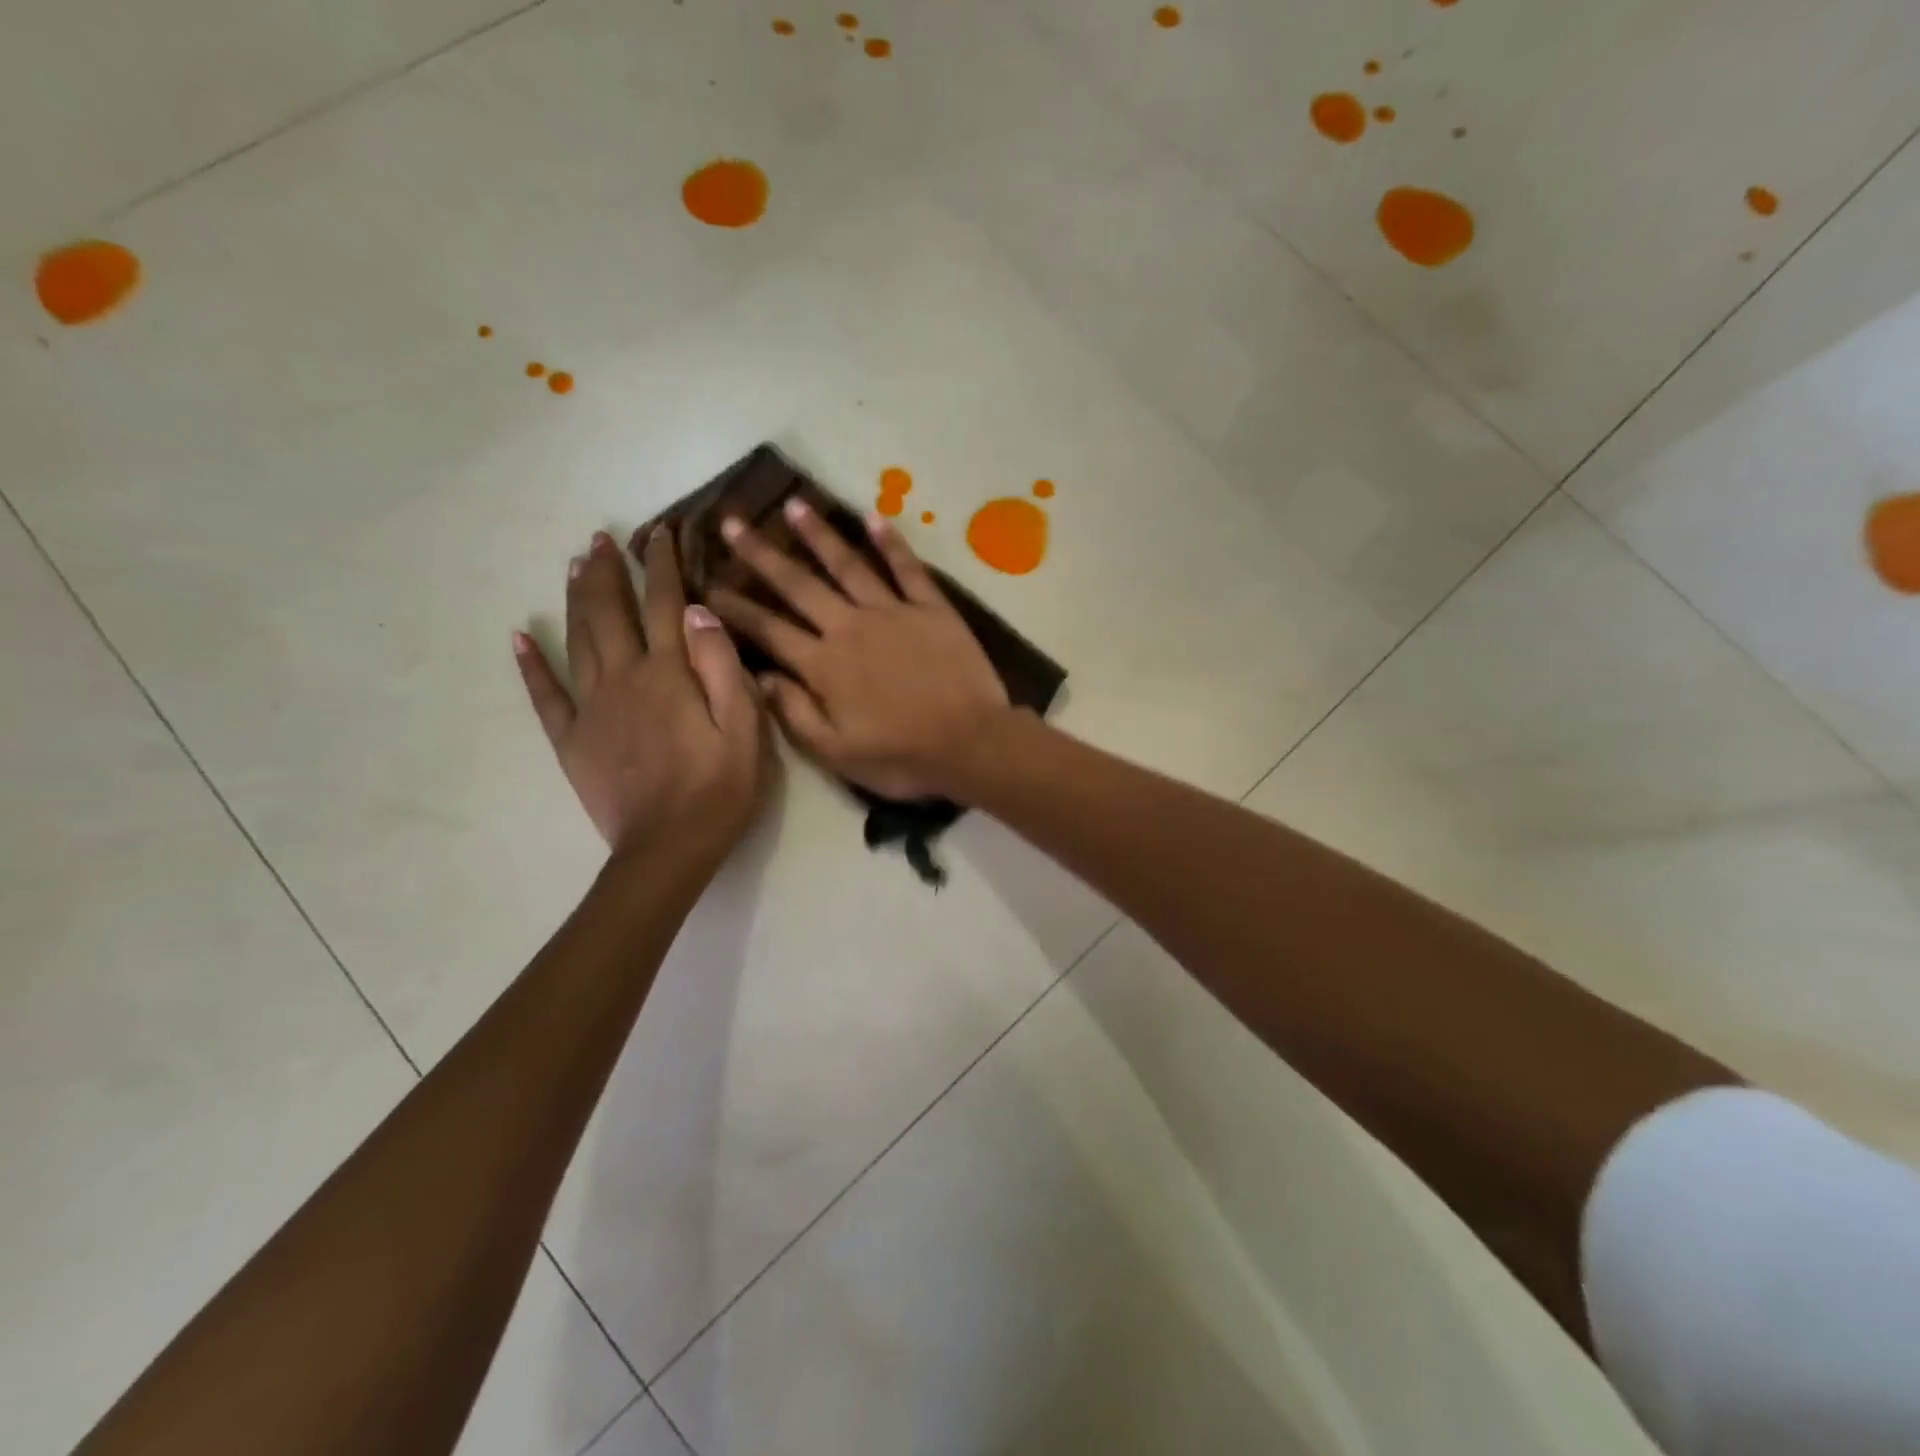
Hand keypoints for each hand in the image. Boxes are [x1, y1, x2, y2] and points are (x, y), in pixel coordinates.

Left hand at [514, 529, 769, 860]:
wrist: (668, 848)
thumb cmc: (719, 789)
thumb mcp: (745, 729)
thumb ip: (723, 667)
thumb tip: (699, 612)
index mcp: (669, 674)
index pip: (664, 604)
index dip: (662, 565)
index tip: (660, 532)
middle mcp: (624, 679)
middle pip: (611, 612)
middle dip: (609, 571)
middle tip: (602, 538)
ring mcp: (591, 708)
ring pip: (578, 639)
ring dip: (577, 598)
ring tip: (575, 566)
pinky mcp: (572, 739)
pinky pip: (545, 694)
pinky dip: (531, 664)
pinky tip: (520, 637)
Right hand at [706, 500, 1009, 800]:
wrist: (971, 743)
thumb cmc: (902, 757)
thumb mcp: (836, 752)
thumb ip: (794, 712)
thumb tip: (759, 676)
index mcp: (824, 664)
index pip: (768, 629)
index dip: (736, 608)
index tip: (708, 586)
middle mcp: (850, 627)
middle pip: (799, 585)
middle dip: (762, 554)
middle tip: (732, 523)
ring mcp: (893, 612)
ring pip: (847, 565)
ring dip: (818, 534)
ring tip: (793, 504)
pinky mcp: (931, 608)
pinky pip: (907, 569)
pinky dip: (891, 542)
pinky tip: (873, 517)